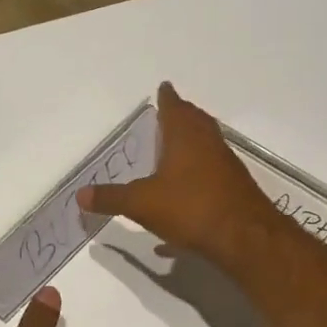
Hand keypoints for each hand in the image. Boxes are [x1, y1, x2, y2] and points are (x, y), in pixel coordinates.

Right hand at [77, 82, 276, 267]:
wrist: (245, 238)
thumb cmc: (191, 208)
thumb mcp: (142, 204)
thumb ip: (111, 198)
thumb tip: (80, 195)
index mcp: (185, 138)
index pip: (175, 108)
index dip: (167, 98)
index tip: (164, 87)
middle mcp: (209, 145)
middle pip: (196, 122)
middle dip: (182, 115)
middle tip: (170, 111)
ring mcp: (226, 167)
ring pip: (207, 146)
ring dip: (192, 142)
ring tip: (175, 147)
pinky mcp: (234, 189)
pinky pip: (212, 172)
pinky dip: (197, 173)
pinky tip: (183, 196)